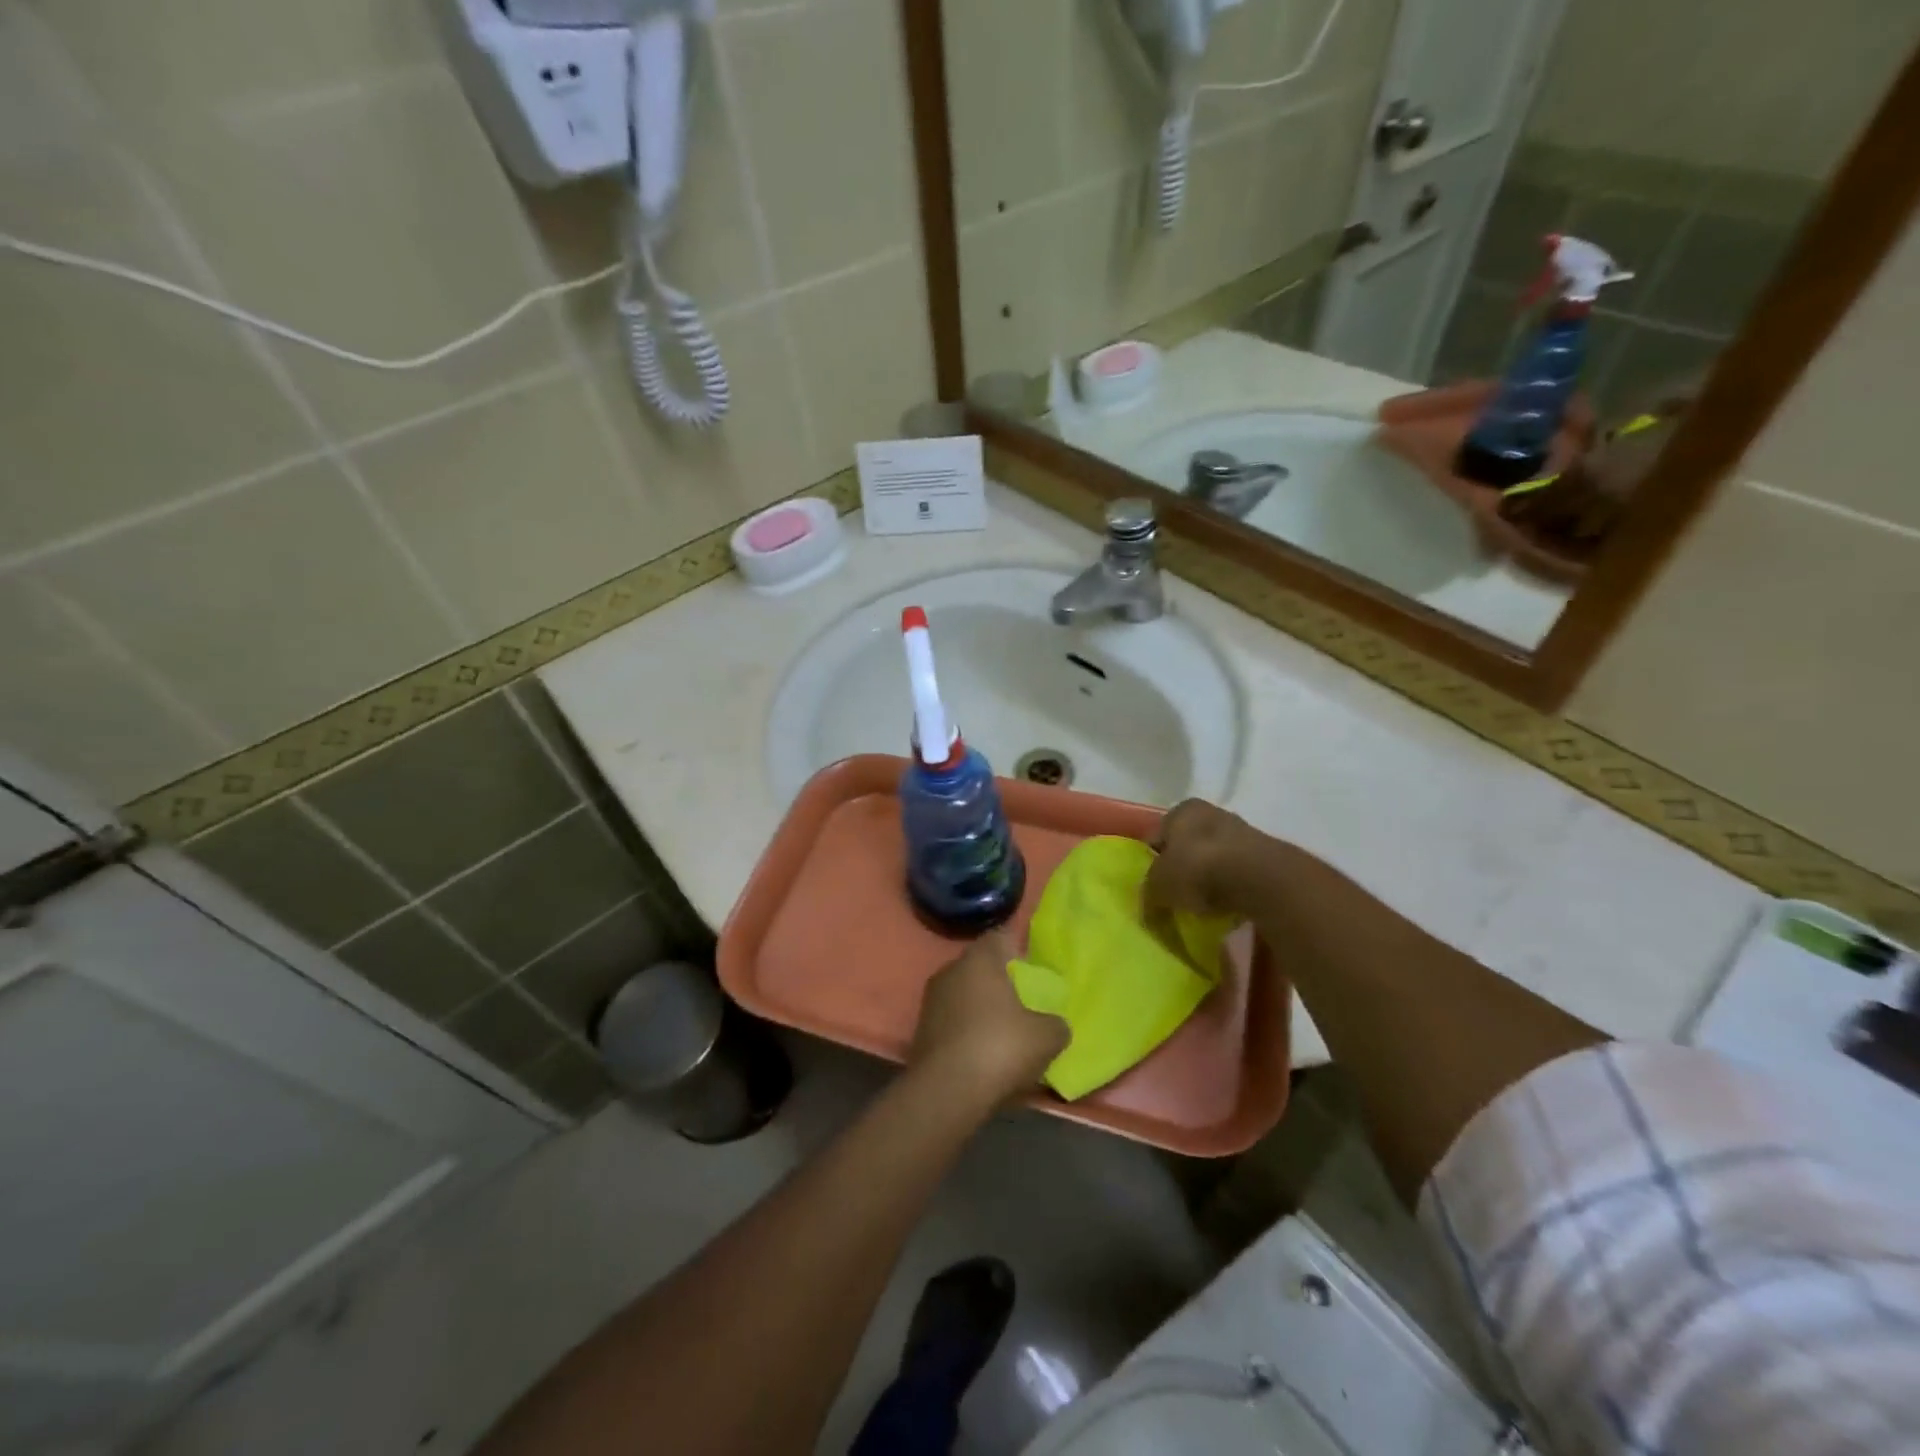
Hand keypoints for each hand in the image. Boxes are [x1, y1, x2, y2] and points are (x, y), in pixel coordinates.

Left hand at [910, 932, 1067, 1107]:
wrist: (946, 1091)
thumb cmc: (1000, 1047)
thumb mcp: (1047, 1038)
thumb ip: (1056, 1024)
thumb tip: (1055, 1025)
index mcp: (980, 959)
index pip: (1001, 937)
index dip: (1018, 950)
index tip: (1032, 971)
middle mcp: (951, 969)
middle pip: (980, 967)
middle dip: (999, 982)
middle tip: (1022, 1004)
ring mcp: (931, 999)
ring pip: (963, 994)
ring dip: (981, 1009)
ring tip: (1003, 1034)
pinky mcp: (920, 1029)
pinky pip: (952, 1021)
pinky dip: (966, 1031)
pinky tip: (981, 1054)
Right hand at [1145, 799, 1266, 919]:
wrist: (1258, 879)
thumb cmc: (1197, 870)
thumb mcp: (1158, 886)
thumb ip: (1149, 892)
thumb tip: (1149, 903)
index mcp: (1182, 810)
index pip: (1158, 834)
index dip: (1152, 860)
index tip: (1153, 885)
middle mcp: (1212, 812)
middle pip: (1189, 844)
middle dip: (1184, 868)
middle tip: (1177, 896)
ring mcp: (1242, 831)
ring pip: (1216, 858)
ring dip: (1210, 878)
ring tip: (1203, 906)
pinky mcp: (1266, 855)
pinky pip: (1239, 874)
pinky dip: (1233, 888)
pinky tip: (1228, 907)